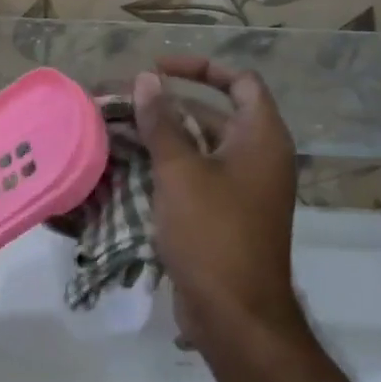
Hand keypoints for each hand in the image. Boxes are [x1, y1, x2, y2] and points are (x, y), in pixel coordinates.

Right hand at [134, 57, 300, 349]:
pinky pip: (198, 175)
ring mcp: (244, 187)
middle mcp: (259, 156)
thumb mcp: (180, 172)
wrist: (236, 314)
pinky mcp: (227, 213)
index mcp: (262, 137)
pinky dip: (170, 165)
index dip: (201, 67)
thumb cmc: (212, 232)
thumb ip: (161, 122)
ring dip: (164, 136)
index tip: (159, 70)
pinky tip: (131, 166)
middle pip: (215, 112)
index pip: (239, 80)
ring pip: (201, 146)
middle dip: (170, 104)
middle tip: (124, 102)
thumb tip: (147, 79)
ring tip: (118, 130)